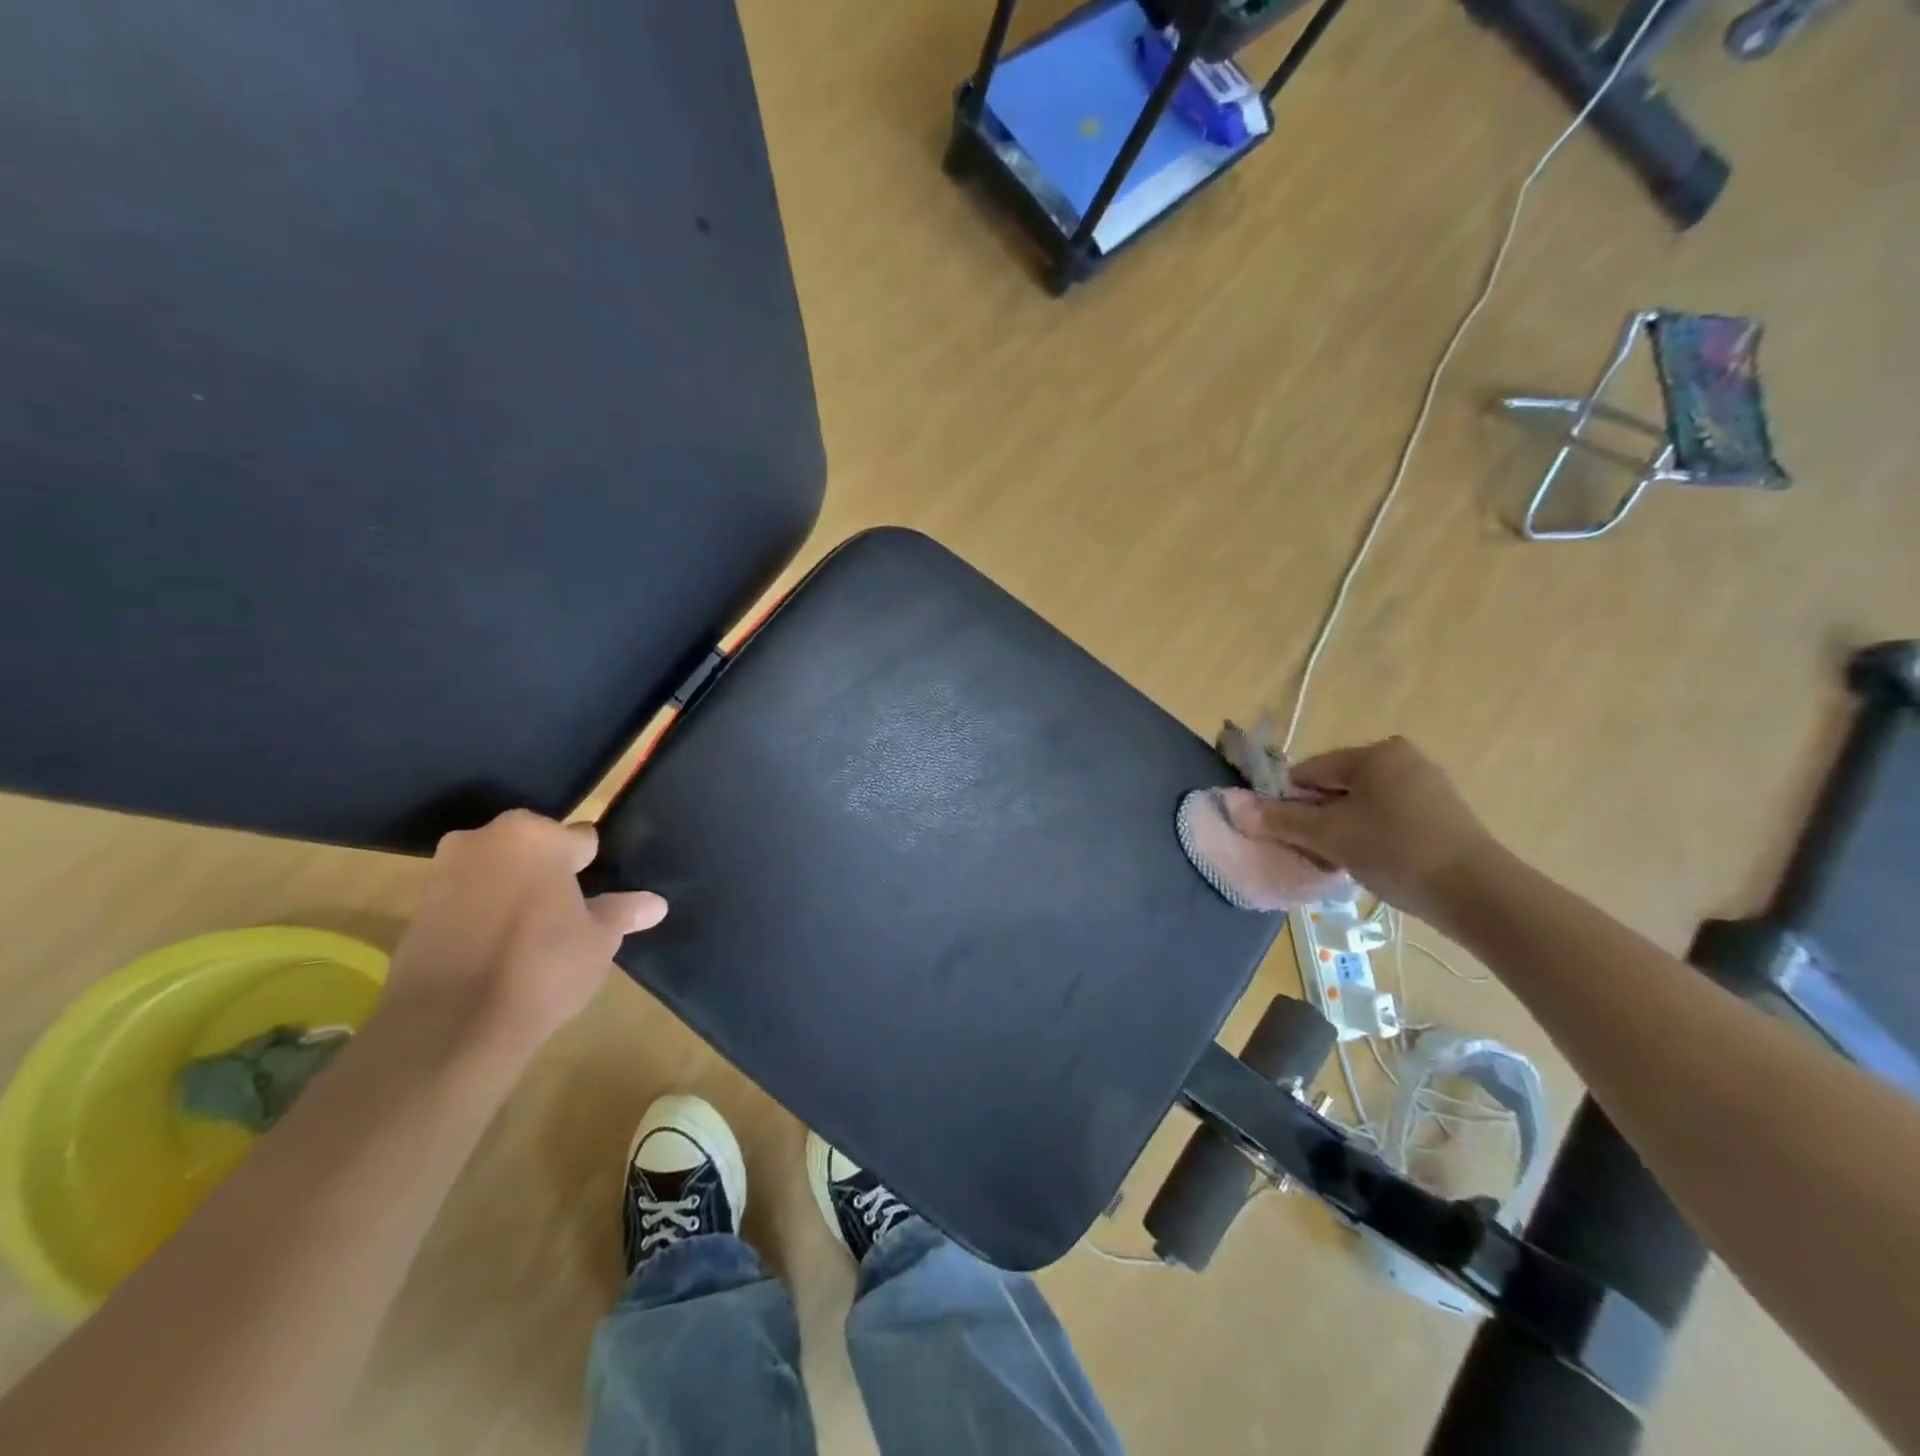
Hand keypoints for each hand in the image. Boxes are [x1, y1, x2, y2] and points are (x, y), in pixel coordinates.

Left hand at [380, 810, 667, 1060]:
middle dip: (550, 875)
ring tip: (536, 938)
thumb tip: (656, 903)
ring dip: (515, 895)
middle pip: (534, 851)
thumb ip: (624, 912)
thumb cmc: (543, 966)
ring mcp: (444, 874)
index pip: (580, 839)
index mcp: (535, 835)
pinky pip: (467, 901)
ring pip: (498, 874)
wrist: (451, 1027)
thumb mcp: (600, 939)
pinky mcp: (416, 911)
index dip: (593, 869)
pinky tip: (500, 954)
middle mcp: (484, 840)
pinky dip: (484, 917)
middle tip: (571, 916)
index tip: (599, 897)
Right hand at [1250, 737, 1505, 924]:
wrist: (1477, 893)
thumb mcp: (1329, 836)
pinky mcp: (1442, 814)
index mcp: (1375, 753)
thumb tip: (1234, 806)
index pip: (1310, 772)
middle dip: (1318, 820)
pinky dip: (1371, 837)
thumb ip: (1280, 820)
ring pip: (1361, 806)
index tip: (1287, 835)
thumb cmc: (1395, 850)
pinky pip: (1388, 818)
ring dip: (1342, 832)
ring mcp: (1427, 786)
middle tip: (1315, 853)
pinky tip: (1371, 864)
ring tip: (1342, 863)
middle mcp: (1402, 759)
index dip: (1289, 803)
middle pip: (1336, 788)